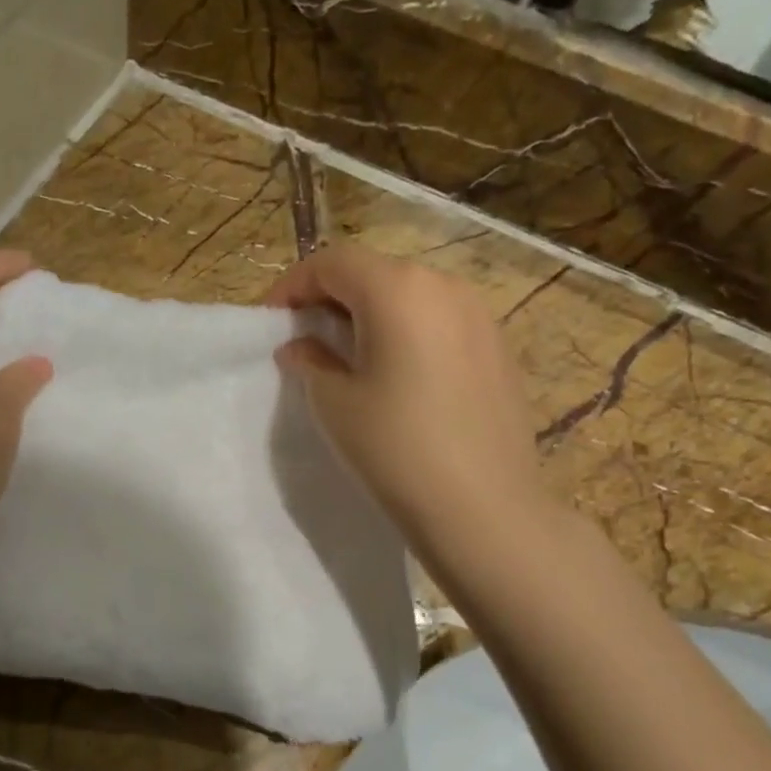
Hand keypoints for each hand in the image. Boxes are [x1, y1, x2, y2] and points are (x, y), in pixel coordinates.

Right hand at [266, 245, 548, 540]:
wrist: (484, 508)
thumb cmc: (396, 449)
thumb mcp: (335, 403)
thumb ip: (311, 361)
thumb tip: (300, 346)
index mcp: (398, 290)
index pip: (333, 262)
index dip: (293, 286)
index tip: (272, 321)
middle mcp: (445, 285)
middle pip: (374, 272)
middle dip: (331, 297)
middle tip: (305, 337)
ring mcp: (480, 315)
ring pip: (409, 295)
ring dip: (370, 313)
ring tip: (348, 355)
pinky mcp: (498, 347)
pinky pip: (440, 320)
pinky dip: (407, 331)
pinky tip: (397, 373)